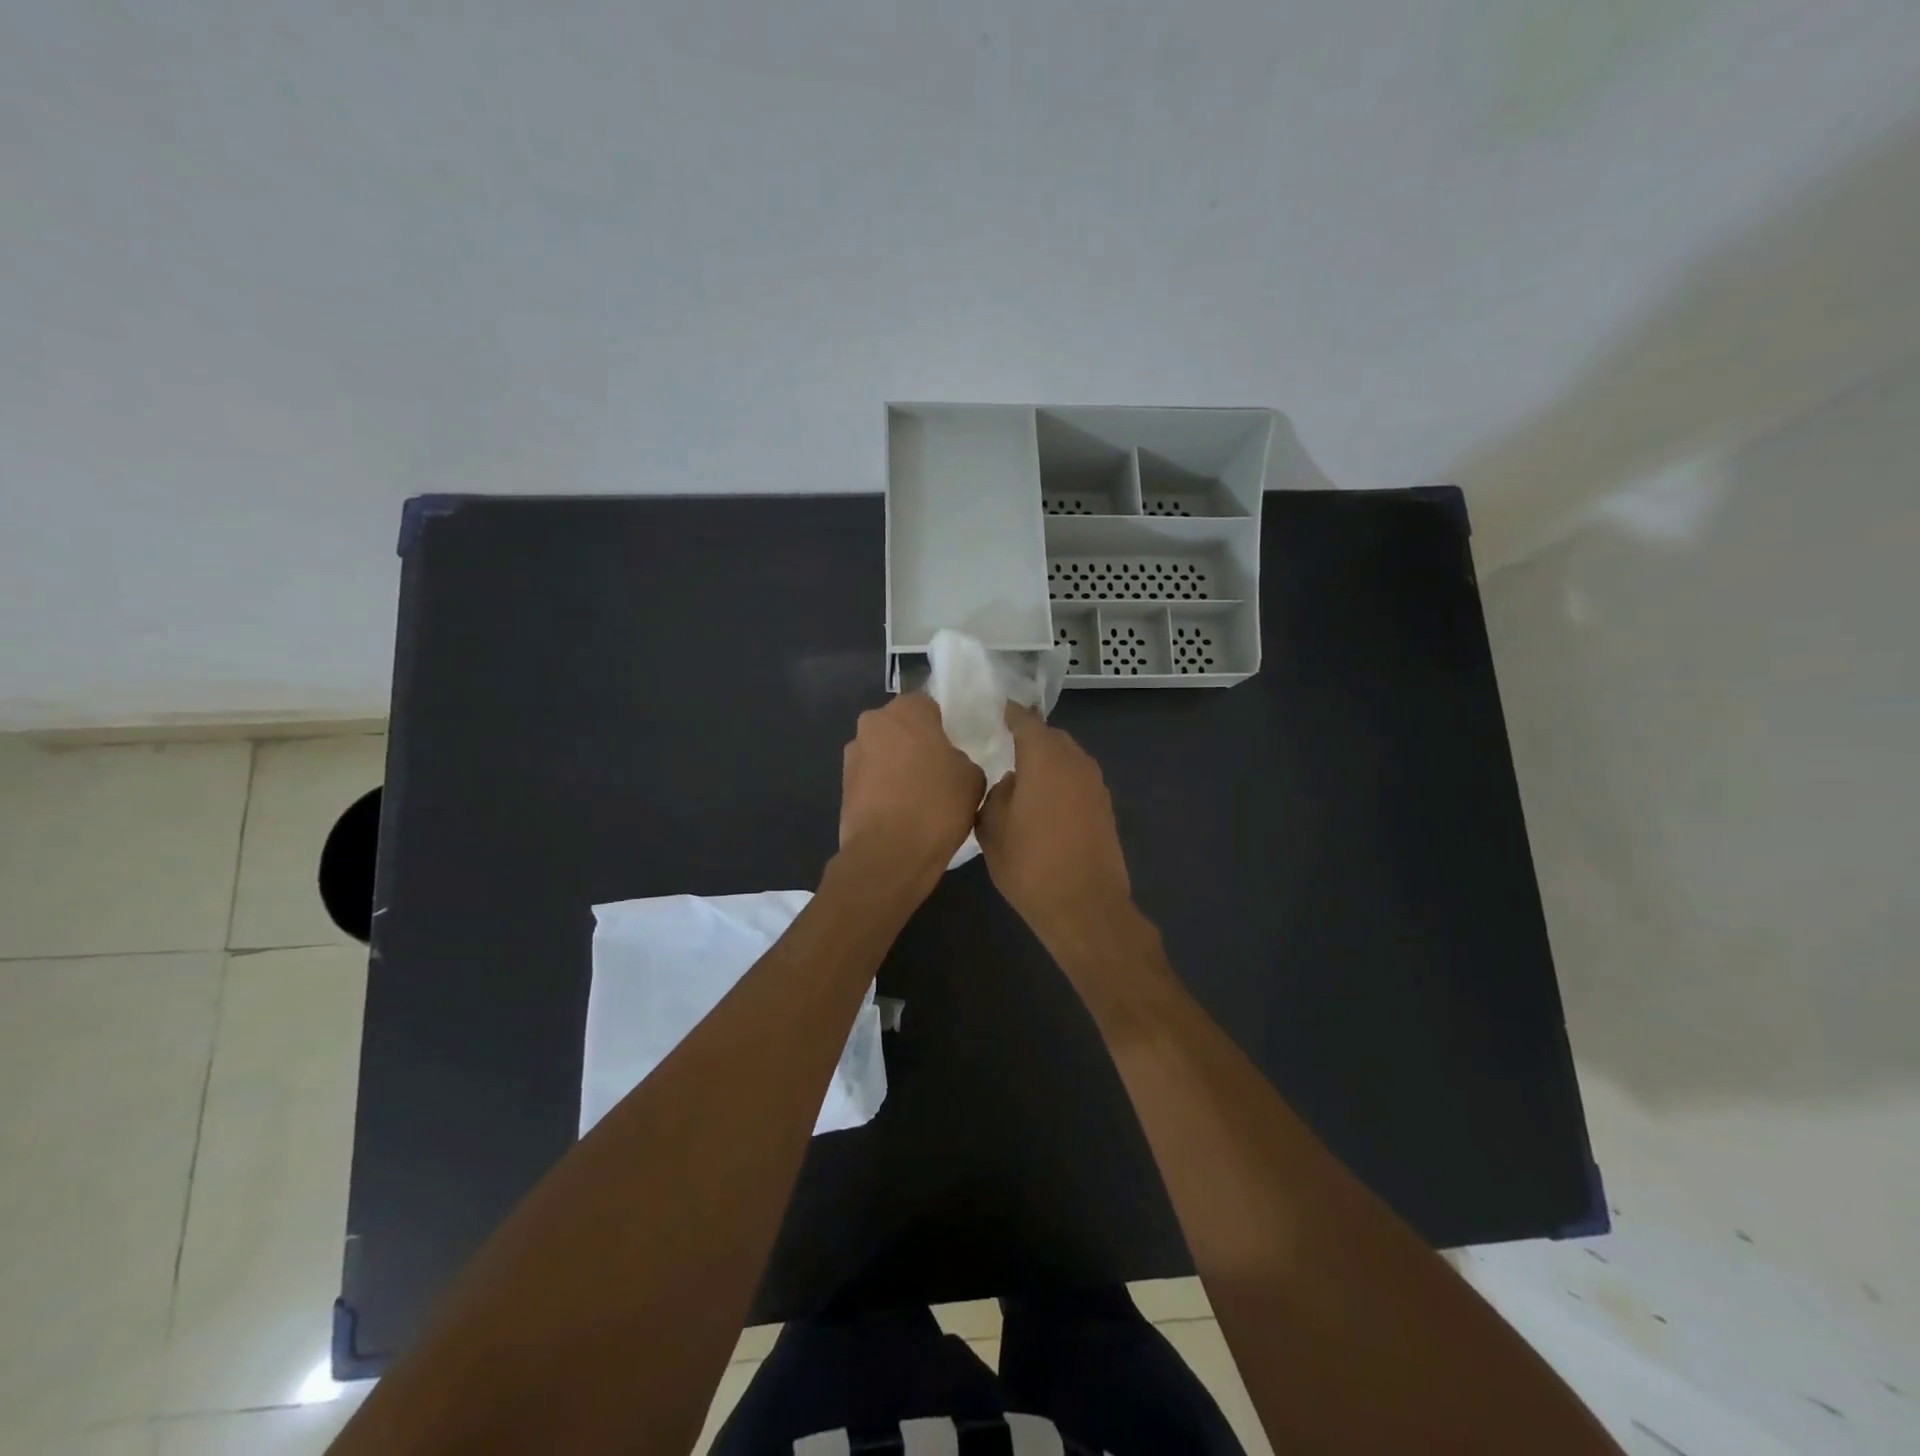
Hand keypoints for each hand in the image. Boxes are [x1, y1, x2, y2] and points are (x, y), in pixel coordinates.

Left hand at [839, 693, 984, 885]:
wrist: (889, 854)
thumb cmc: (936, 805)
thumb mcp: (973, 778)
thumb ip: (961, 759)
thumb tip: (949, 763)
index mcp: (907, 710)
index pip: (928, 705)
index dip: (941, 727)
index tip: (951, 750)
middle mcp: (873, 722)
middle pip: (900, 726)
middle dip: (914, 742)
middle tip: (936, 771)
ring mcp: (853, 754)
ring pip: (882, 751)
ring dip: (895, 765)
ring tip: (916, 796)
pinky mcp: (842, 784)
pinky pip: (870, 777)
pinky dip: (882, 788)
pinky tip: (899, 811)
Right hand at [976, 705, 1132, 945]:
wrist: (1085, 907)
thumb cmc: (1030, 866)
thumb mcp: (993, 830)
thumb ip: (997, 796)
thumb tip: (1011, 783)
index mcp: (1045, 759)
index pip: (1026, 721)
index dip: (1011, 713)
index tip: (997, 709)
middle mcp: (1075, 762)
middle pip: (1051, 737)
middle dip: (1031, 737)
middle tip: (1006, 746)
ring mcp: (1095, 785)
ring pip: (1068, 758)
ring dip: (1048, 761)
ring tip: (1024, 778)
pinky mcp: (1105, 807)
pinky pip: (1078, 780)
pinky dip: (1062, 781)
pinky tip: (1045, 803)